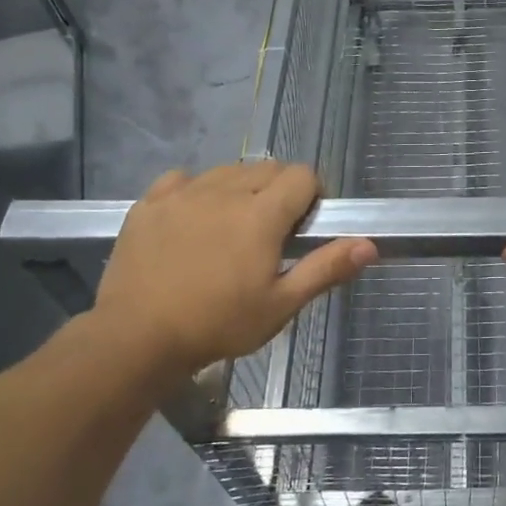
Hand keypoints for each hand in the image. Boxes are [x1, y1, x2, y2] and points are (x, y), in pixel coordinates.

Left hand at [88, 161, 375, 384]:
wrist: (135, 338)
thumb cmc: (218, 324)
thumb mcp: (280, 305)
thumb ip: (325, 268)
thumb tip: (369, 245)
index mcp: (262, 213)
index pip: (302, 175)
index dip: (311, 195)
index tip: (304, 226)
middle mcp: (225, 191)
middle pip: (267, 168)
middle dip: (278, 191)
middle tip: (270, 234)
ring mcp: (183, 193)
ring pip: (227, 171)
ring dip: (240, 189)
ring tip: (231, 228)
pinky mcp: (150, 202)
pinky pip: (182, 179)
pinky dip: (195, 191)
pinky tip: (191, 220)